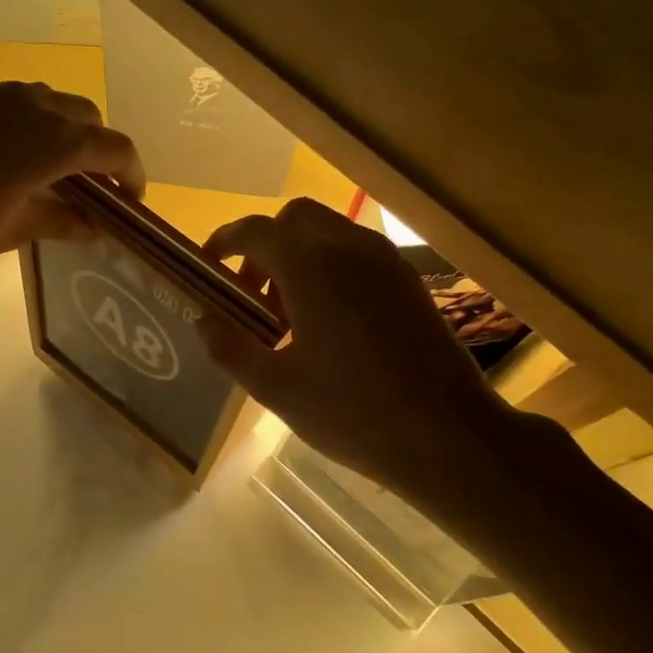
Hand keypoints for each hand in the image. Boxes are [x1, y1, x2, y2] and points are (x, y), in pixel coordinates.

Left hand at [0, 81, 144, 288]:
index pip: (112, 146)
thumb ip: (58, 220)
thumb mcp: (8, 233)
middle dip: (97, 146)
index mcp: (48, 141)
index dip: (131, 172)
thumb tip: (94, 224)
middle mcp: (24, 105)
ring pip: (43, 101)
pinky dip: (20, 126)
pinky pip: (4, 105)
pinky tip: (0, 161)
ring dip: (60, 130)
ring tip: (50, 171)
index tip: (132, 200)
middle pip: (82, 114)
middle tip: (93, 186)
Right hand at [202, 200, 556, 531]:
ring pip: (330, 234)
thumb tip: (204, 320)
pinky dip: (330, 269)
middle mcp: (349, 248)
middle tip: (251, 294)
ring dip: (298, 257)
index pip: (254, 231)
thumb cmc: (351, 412)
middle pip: (295, 219)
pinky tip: (329, 325)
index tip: (208, 267)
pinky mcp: (410, 282)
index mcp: (309, 266)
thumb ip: (230, 347)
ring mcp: (386, 262)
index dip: (223, 242)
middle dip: (264, 246)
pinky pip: (358, 255)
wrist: (448, 434)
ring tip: (289, 317)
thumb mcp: (275, 387)